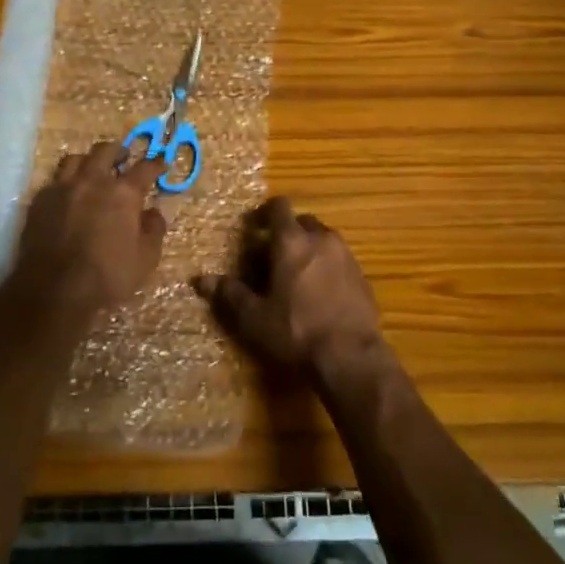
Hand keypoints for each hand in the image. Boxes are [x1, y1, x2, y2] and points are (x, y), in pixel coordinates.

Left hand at [11, 141, 167, 314]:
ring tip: (92, 170)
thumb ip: (153, 230)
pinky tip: (67, 194)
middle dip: (118, 150)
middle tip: (123, 157)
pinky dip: (65, 182)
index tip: (161, 162)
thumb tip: (153, 212)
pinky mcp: (39, 201)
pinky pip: (53, 181)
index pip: (144, 168)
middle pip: (105, 151)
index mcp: (123, 193)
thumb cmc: (107, 277)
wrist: (55, 291)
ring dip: (87, 161)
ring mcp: (62, 188)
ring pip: (74, 159)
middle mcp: (92, 181)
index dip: (155, 164)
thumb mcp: (146, 259)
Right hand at [196, 197, 383, 378]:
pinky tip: (321, 293)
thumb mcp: (254, 317)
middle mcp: (321, 239)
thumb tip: (201, 280)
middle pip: (303, 221)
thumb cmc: (295, 331)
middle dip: (288, 232)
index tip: (254, 227)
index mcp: (292, 241)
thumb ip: (230, 294)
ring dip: (310, 249)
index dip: (265, 213)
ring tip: (297, 275)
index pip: (279, 207)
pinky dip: (329, 267)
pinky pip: (341, 261)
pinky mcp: (363, 277)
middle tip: (273, 255)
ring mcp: (346, 257)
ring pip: (325, 240)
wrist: (350, 357)